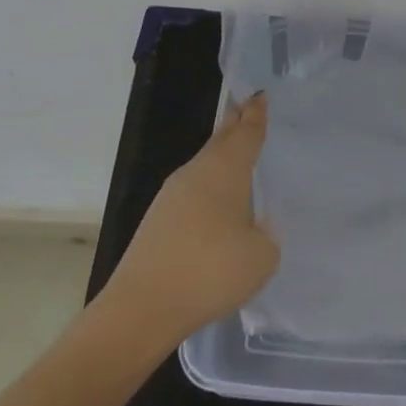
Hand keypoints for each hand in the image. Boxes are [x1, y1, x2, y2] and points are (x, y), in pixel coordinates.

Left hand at [103, 94, 279, 345]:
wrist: (141, 309)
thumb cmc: (210, 272)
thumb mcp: (261, 256)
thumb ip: (265, 234)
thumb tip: (252, 227)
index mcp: (225, 170)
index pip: (245, 133)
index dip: (256, 115)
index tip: (260, 95)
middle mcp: (196, 173)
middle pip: (220, 141)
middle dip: (235, 125)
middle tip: (248, 109)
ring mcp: (171, 196)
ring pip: (204, 165)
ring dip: (221, 157)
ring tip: (238, 155)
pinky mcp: (157, 222)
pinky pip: (192, 191)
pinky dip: (209, 187)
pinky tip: (217, 204)